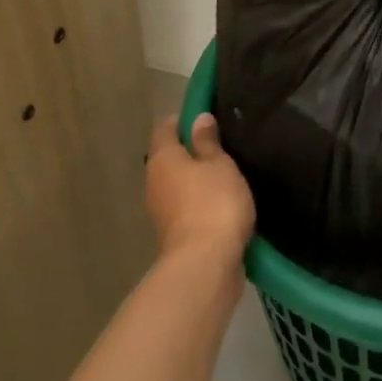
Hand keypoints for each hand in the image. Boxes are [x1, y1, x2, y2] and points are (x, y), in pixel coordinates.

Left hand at [146, 113, 254, 264]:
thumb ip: (208, 142)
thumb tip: (198, 119)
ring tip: (226, 172)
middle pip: (169, 157)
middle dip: (191, 150)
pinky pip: (186, 206)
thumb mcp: (219, 164)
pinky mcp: (175, 233)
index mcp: (163, 159)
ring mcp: (162, 211)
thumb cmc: (213, 202)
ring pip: (178, 184)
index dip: (183, 120)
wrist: (205, 264)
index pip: (166, 129)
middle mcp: (155, 182)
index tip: (206, 117)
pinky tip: (222, 201)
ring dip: (196, 178)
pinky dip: (200, 201)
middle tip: (222, 145)